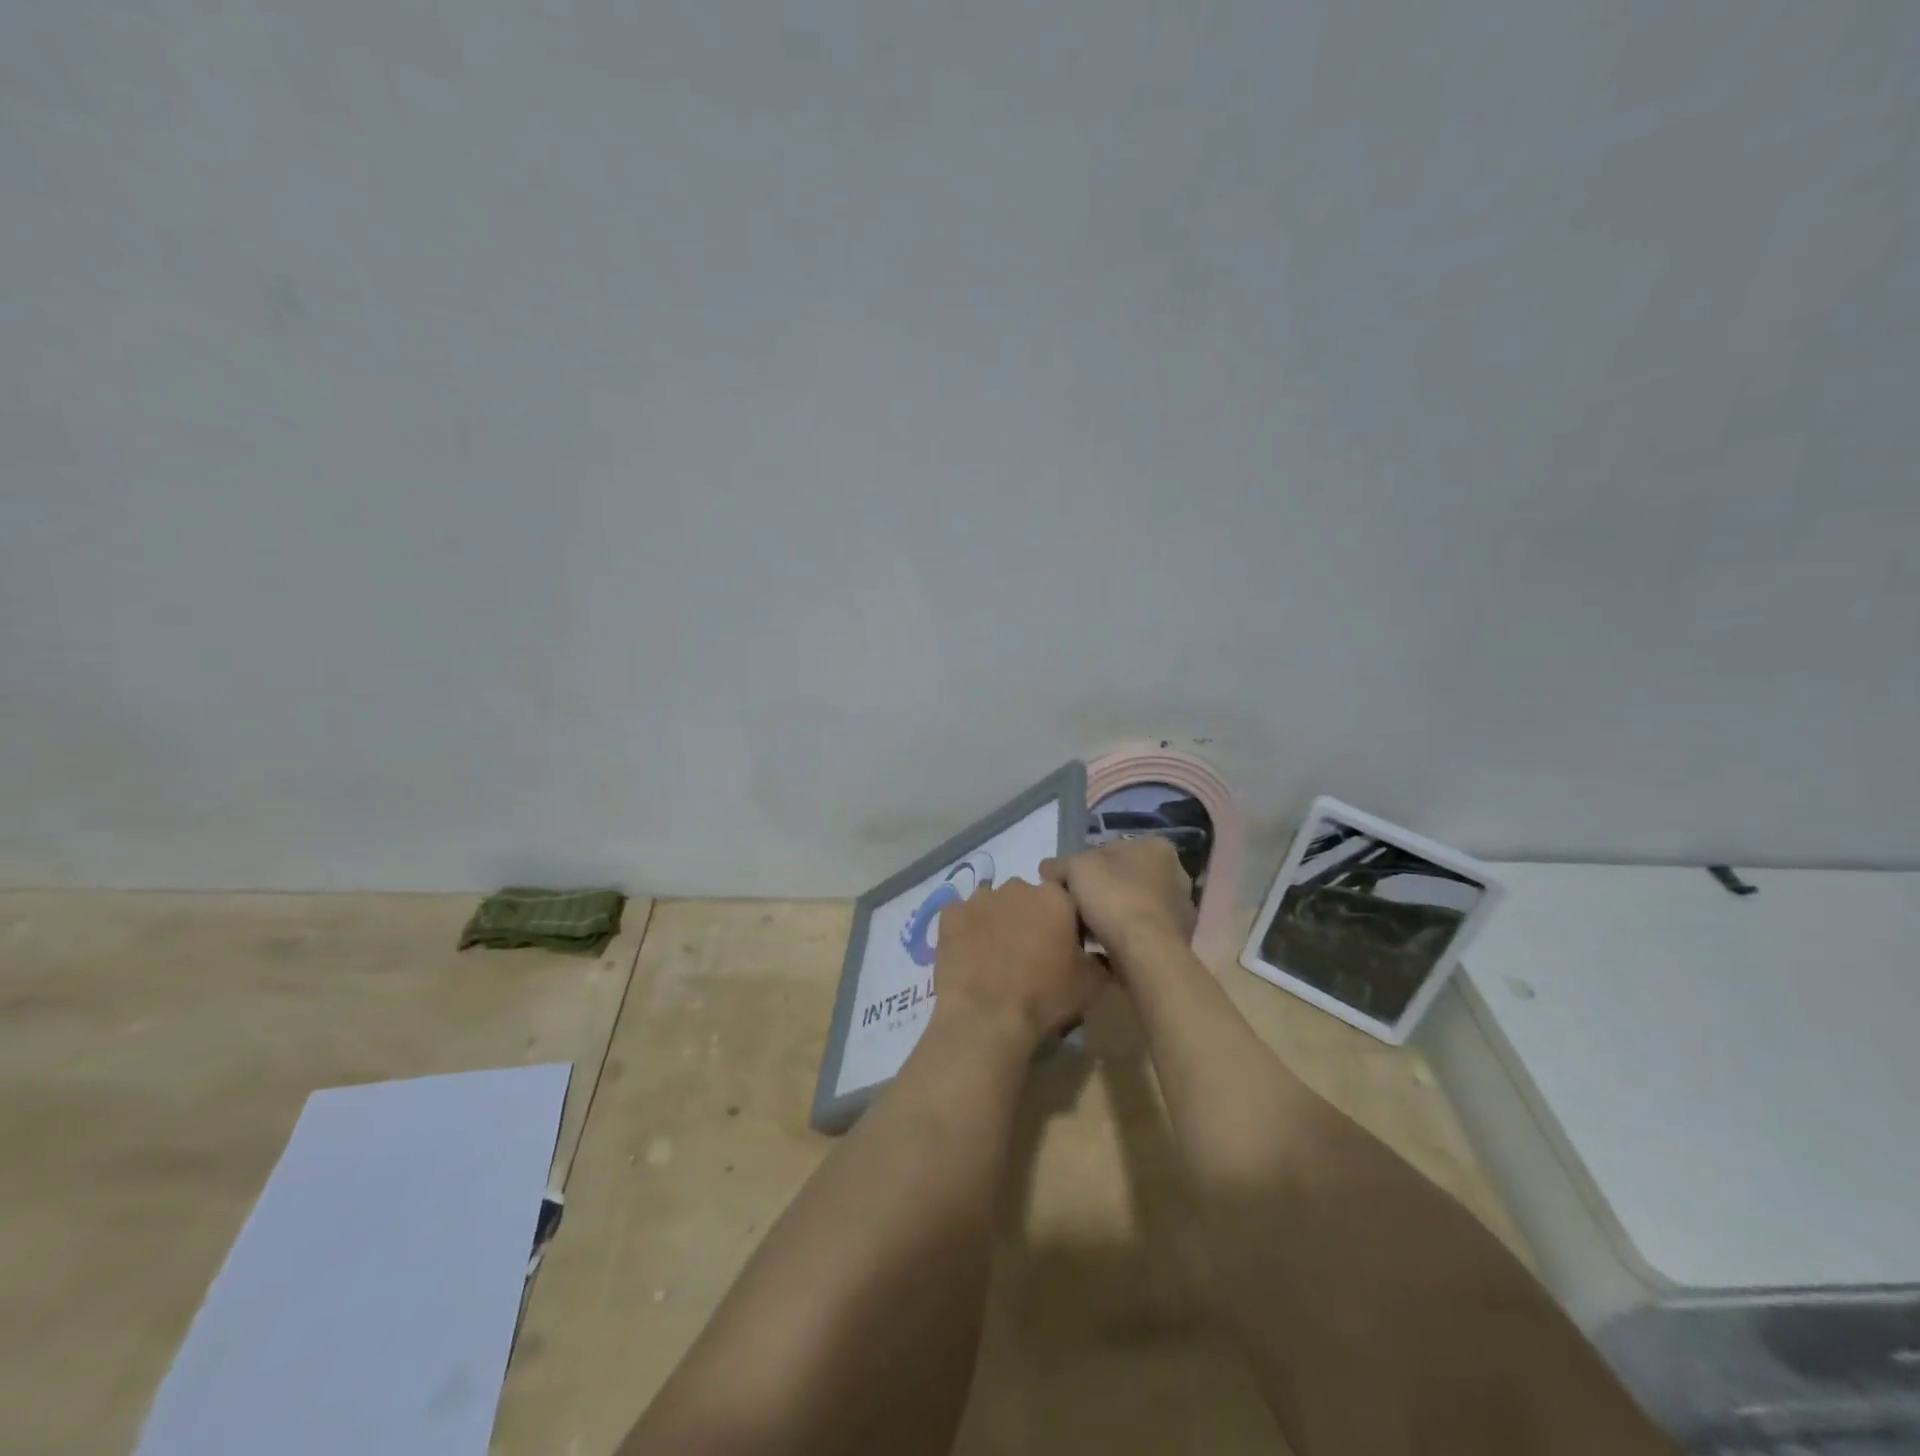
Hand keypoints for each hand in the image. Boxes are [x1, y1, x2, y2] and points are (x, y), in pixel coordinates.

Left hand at [932, 878, 1107, 1049]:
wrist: (987, 1016)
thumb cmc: (1045, 997)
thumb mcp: (1091, 984)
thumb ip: (1099, 960)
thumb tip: (1098, 954)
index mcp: (1055, 897)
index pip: (1065, 899)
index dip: (1065, 922)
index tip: (1063, 946)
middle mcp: (1017, 887)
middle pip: (1027, 898)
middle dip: (1029, 918)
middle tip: (1029, 953)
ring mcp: (980, 898)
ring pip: (993, 904)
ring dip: (997, 922)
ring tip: (995, 957)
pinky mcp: (950, 914)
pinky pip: (961, 916)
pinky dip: (965, 930)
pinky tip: (968, 955)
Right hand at [1040, 837, 1195, 977]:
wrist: (1145, 951)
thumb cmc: (1113, 896)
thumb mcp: (1074, 868)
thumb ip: (1059, 865)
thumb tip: (1048, 869)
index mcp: (1155, 846)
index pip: (1110, 849)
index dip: (1084, 866)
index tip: (1068, 884)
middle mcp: (1176, 872)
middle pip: (1124, 877)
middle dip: (1101, 890)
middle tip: (1076, 906)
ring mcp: (1181, 907)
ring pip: (1134, 905)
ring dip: (1113, 914)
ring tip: (1087, 930)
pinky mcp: (1179, 938)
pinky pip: (1142, 931)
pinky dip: (1125, 935)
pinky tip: (1105, 946)